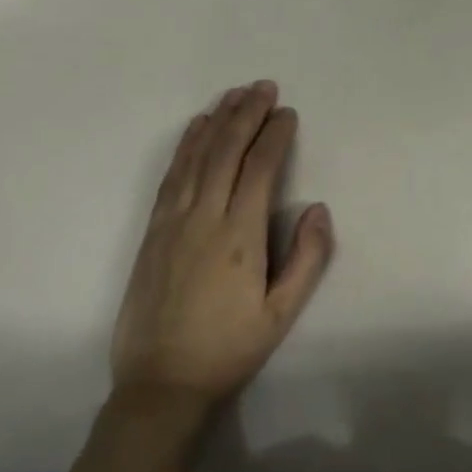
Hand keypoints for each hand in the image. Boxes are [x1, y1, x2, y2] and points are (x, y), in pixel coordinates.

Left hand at [109, 81, 333, 423]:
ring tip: (235, 94)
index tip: (288, 113)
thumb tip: (318, 208)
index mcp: (239, 235)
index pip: (259, 168)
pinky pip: (172, 174)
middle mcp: (204, 216)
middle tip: (264, 86)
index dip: (275, 136)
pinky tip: (196, 128)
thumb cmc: (228, 349)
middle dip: (247, 114)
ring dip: (217, 120)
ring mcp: (173, 220)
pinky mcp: (153, 229)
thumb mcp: (280, 314)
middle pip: (227, 150)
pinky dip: (187, 145)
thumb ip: (306, 259)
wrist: (159, 384)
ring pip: (197, 156)